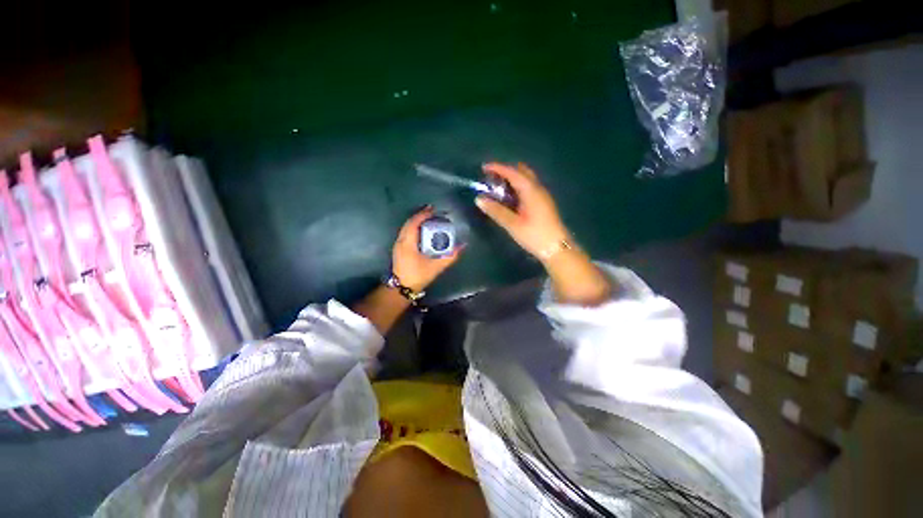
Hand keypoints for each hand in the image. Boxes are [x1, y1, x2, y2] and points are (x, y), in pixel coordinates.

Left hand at [391, 206, 462, 290]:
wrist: (402, 288)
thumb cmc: (418, 276)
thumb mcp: (436, 267)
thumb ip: (450, 256)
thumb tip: (462, 246)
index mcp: (408, 243)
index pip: (414, 223)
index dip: (423, 215)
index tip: (433, 210)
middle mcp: (401, 241)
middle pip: (409, 222)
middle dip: (420, 215)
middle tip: (433, 211)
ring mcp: (398, 244)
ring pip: (406, 227)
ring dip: (417, 221)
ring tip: (429, 218)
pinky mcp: (399, 248)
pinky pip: (406, 232)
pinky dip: (414, 227)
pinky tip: (422, 230)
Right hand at [475, 163, 569, 261]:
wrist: (557, 248)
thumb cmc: (534, 235)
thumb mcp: (512, 224)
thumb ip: (496, 211)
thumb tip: (479, 199)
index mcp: (531, 190)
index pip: (513, 173)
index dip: (498, 168)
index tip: (483, 168)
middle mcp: (538, 188)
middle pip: (522, 172)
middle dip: (506, 171)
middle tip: (491, 178)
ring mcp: (542, 196)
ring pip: (526, 180)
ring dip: (512, 179)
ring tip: (497, 188)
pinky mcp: (543, 203)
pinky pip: (529, 188)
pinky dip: (517, 187)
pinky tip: (510, 198)